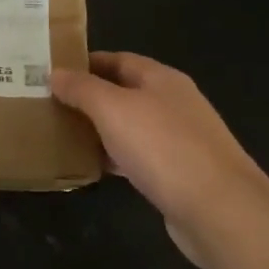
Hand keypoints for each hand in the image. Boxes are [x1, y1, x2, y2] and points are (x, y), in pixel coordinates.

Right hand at [50, 52, 268, 267]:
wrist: (219, 209)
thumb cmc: (162, 147)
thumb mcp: (112, 109)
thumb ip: (82, 89)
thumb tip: (55, 73)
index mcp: (162, 79)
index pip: (118, 59)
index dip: (85, 62)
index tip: (52, 72)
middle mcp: (174, 104)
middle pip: (124, 92)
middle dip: (89, 97)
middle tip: (50, 104)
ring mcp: (179, 140)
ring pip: (130, 126)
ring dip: (100, 128)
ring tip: (62, 133)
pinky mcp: (179, 174)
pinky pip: (138, 156)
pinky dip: (114, 157)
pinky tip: (93, 167)